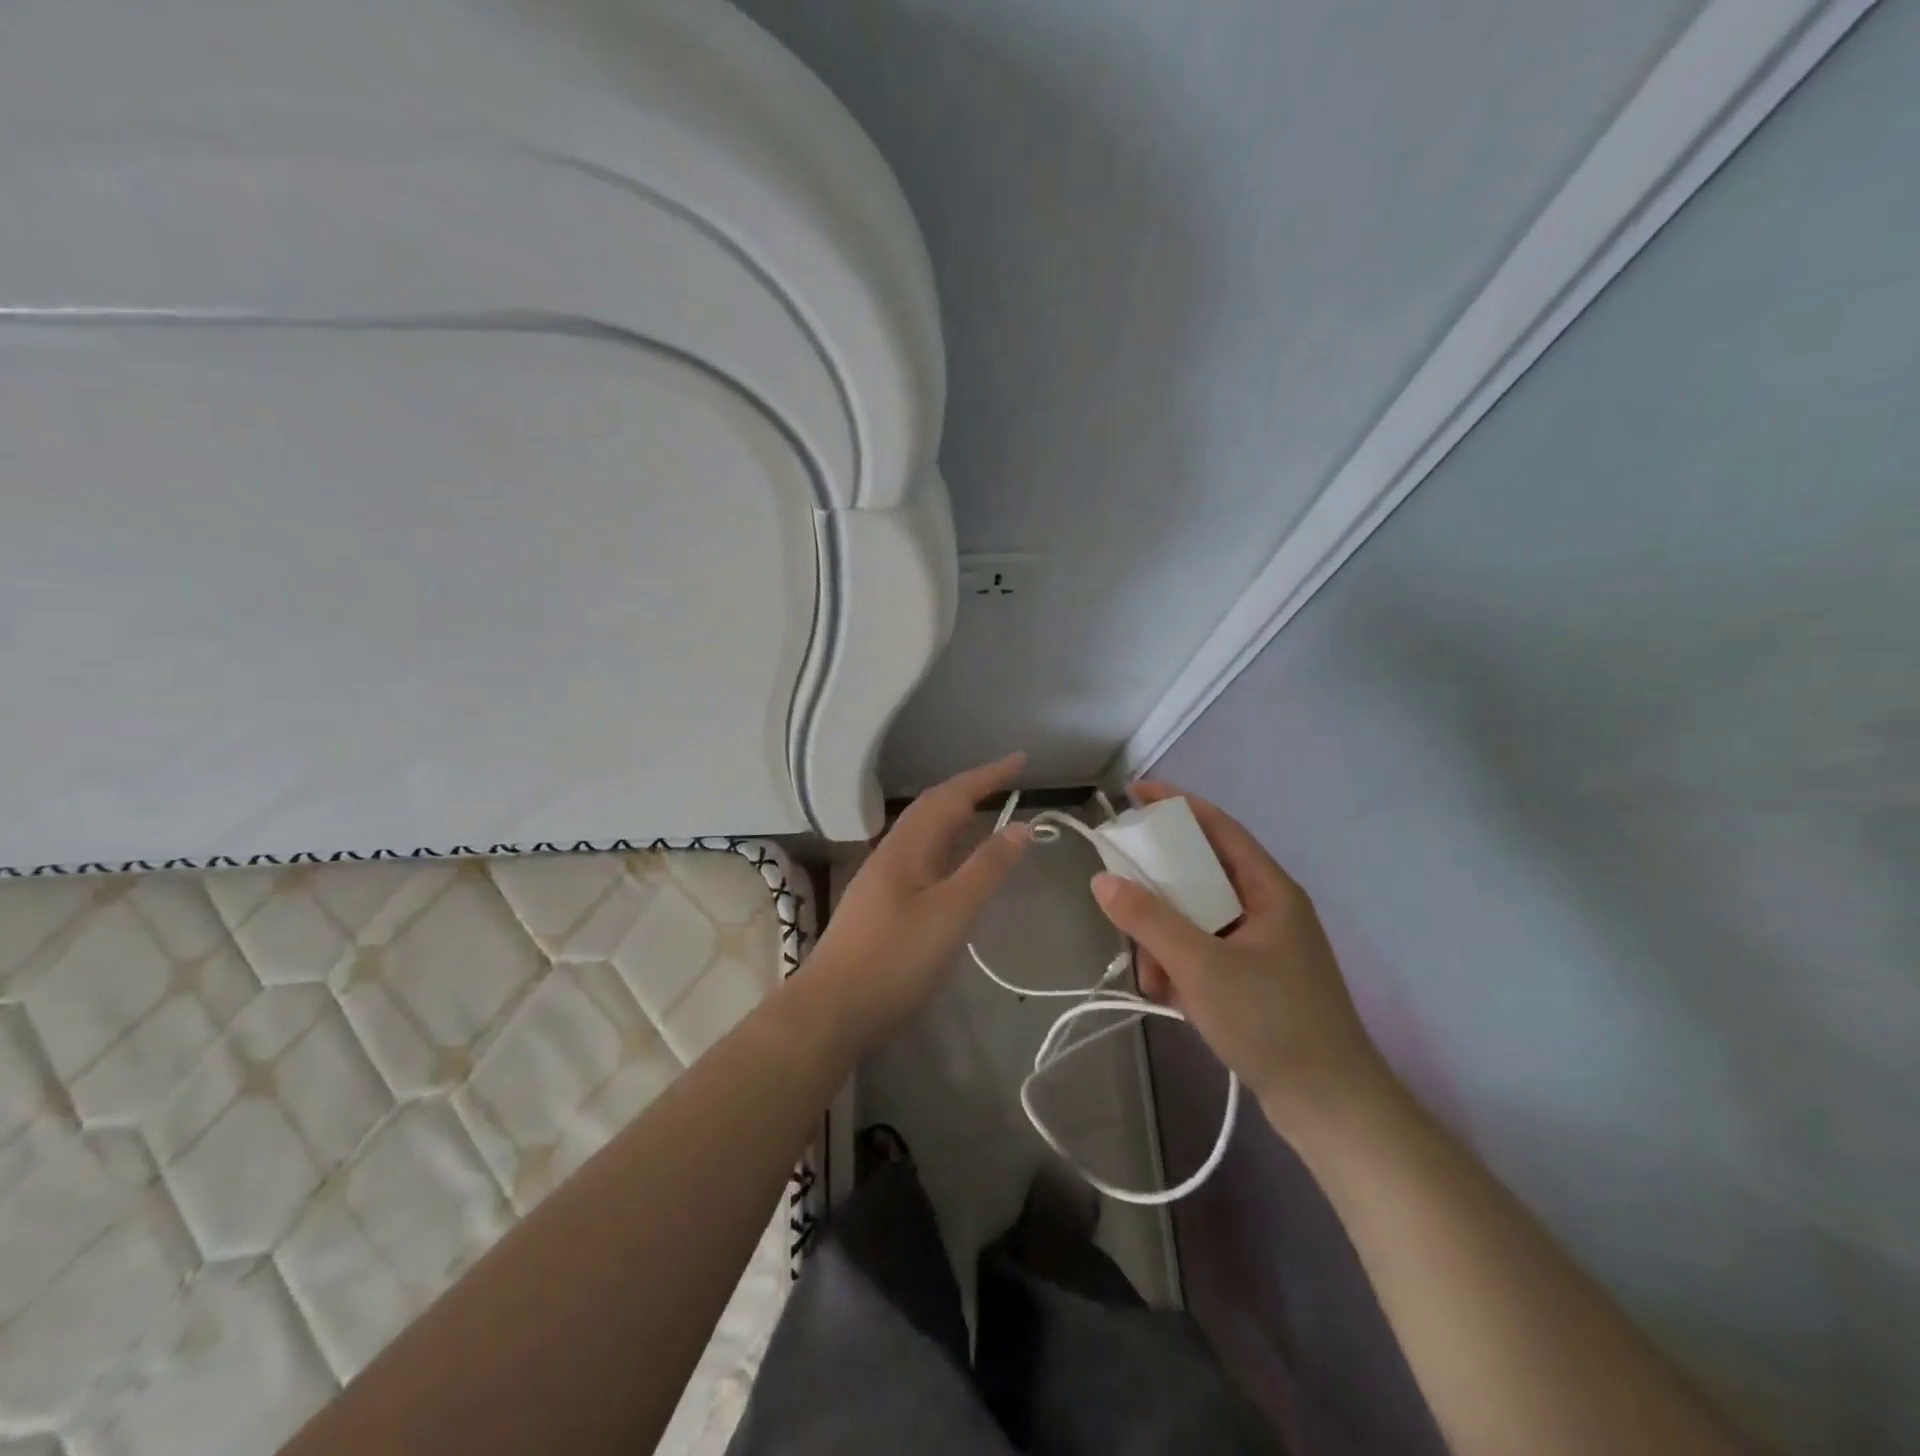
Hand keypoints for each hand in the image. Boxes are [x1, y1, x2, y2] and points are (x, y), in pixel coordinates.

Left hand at [810, 754, 1031, 1052]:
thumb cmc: (895, 959)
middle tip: (1009, 782)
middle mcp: (892, 853)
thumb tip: (1022, 825)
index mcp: (907, 847)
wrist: (831, 1010)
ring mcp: (882, 879)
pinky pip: (922, 857)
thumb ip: (987, 868)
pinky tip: (956, 866)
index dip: (988, 776)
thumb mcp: (952, 913)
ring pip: (925, 833)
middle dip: (971, 788)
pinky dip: (947, 846)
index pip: (951, 795)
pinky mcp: (881, 904)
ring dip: (957, 816)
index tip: (1021, 760)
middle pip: (933, 807)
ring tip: (989, 813)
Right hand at [1091, 782, 1387, 1128]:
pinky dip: (1181, 966)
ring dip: (1165, 939)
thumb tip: (1103, 879)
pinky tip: (1169, 996)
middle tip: (1120, 898)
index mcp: (1269, 890)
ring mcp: (1262, 945)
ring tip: (1151, 978)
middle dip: (1157, 892)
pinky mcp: (1255, 978)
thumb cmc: (1271, 1023)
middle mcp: (1267, 908)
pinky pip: (1204, 951)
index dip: (1176, 805)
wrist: (1331, 1108)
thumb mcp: (1201, 967)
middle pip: (1199, 875)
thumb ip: (1149, 920)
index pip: (1218, 827)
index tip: (1133, 793)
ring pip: (1196, 918)